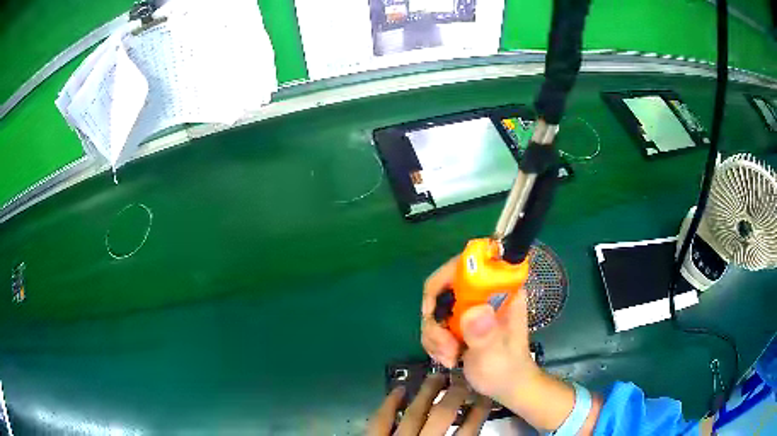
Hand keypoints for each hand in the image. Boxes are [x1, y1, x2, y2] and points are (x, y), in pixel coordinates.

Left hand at [367, 374, 491, 435]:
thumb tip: (471, 426)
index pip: (468, 430)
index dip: (479, 411)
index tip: (488, 394)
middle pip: (443, 414)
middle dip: (456, 394)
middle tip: (464, 376)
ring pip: (414, 413)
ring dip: (427, 393)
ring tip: (437, 376)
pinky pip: (381, 419)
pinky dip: (389, 403)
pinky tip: (398, 389)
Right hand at [422, 258, 601, 432]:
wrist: (505, 386)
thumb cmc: (507, 370)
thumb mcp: (496, 356)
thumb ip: (486, 335)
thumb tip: (474, 311)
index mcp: (501, 290)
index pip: (469, 264)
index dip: (445, 280)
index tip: (435, 312)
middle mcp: (484, 292)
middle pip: (443, 287)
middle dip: (436, 320)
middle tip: (445, 346)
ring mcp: (471, 307)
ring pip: (436, 307)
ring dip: (434, 336)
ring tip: (449, 358)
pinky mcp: (461, 320)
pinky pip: (434, 322)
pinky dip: (434, 341)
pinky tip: (447, 358)